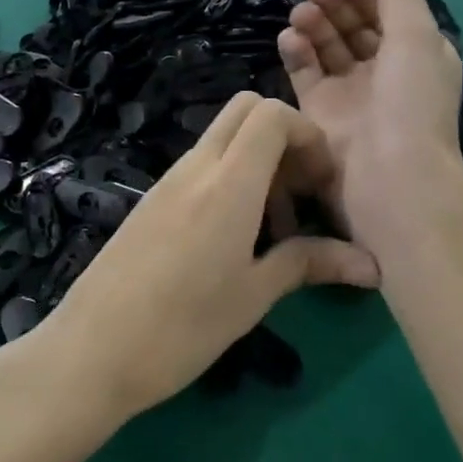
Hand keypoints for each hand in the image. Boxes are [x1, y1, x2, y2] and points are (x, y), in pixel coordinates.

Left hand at [39, 92, 377, 422]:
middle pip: (245, 110)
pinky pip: (199, 168)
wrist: (91, 350)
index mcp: (227, 183)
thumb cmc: (181, 328)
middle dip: (284, 137)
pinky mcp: (150, 201)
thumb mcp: (252, 296)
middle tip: (301, 195)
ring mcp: (167, 182)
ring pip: (221, 140)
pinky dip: (228, 181)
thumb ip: (307, 264)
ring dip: (257, 164)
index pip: (272, 114)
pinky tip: (232, 240)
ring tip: (272, 231)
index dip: (308, 135)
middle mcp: (195, 168)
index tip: (323, 184)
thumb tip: (370, 266)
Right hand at [276, 0, 462, 250]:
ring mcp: (348, 93)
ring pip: (326, 47)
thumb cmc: (410, 102)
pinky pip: (303, 73)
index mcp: (415, 53)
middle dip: (334, 2)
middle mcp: (383, 71)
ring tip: (299, 12)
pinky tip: (288, 38)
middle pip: (354, 25)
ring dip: (313, 23)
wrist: (388, 178)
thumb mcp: (417, 34)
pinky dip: (295, 52)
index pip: (386, 9)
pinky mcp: (317, 112)